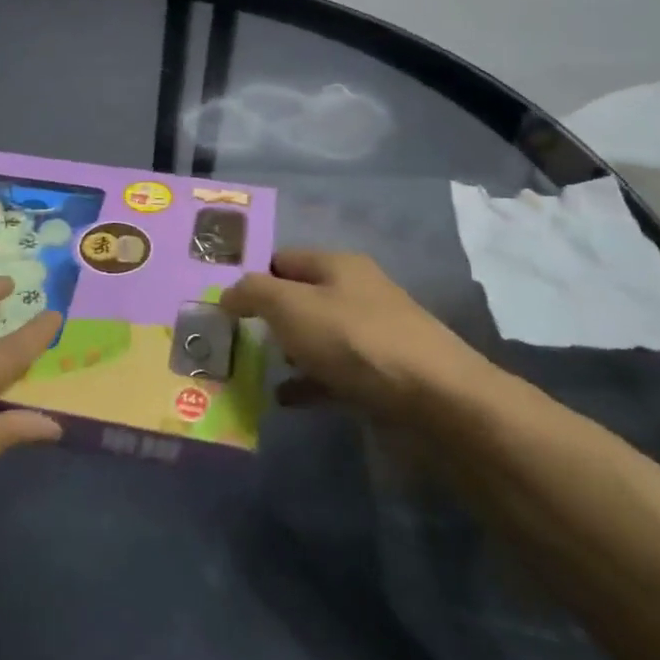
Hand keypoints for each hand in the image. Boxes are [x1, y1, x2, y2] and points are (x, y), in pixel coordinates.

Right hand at [220, 249, 477, 414]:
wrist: (436, 400)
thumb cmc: (355, 341)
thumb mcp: (291, 306)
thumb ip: (253, 293)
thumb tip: (228, 293)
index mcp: (338, 266)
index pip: (282, 259)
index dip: (252, 277)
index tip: (223, 305)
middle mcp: (356, 293)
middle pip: (300, 298)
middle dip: (267, 318)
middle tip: (232, 339)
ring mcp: (371, 336)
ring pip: (315, 337)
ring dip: (286, 352)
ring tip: (252, 370)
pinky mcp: (380, 375)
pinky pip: (332, 374)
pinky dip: (307, 384)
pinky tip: (284, 400)